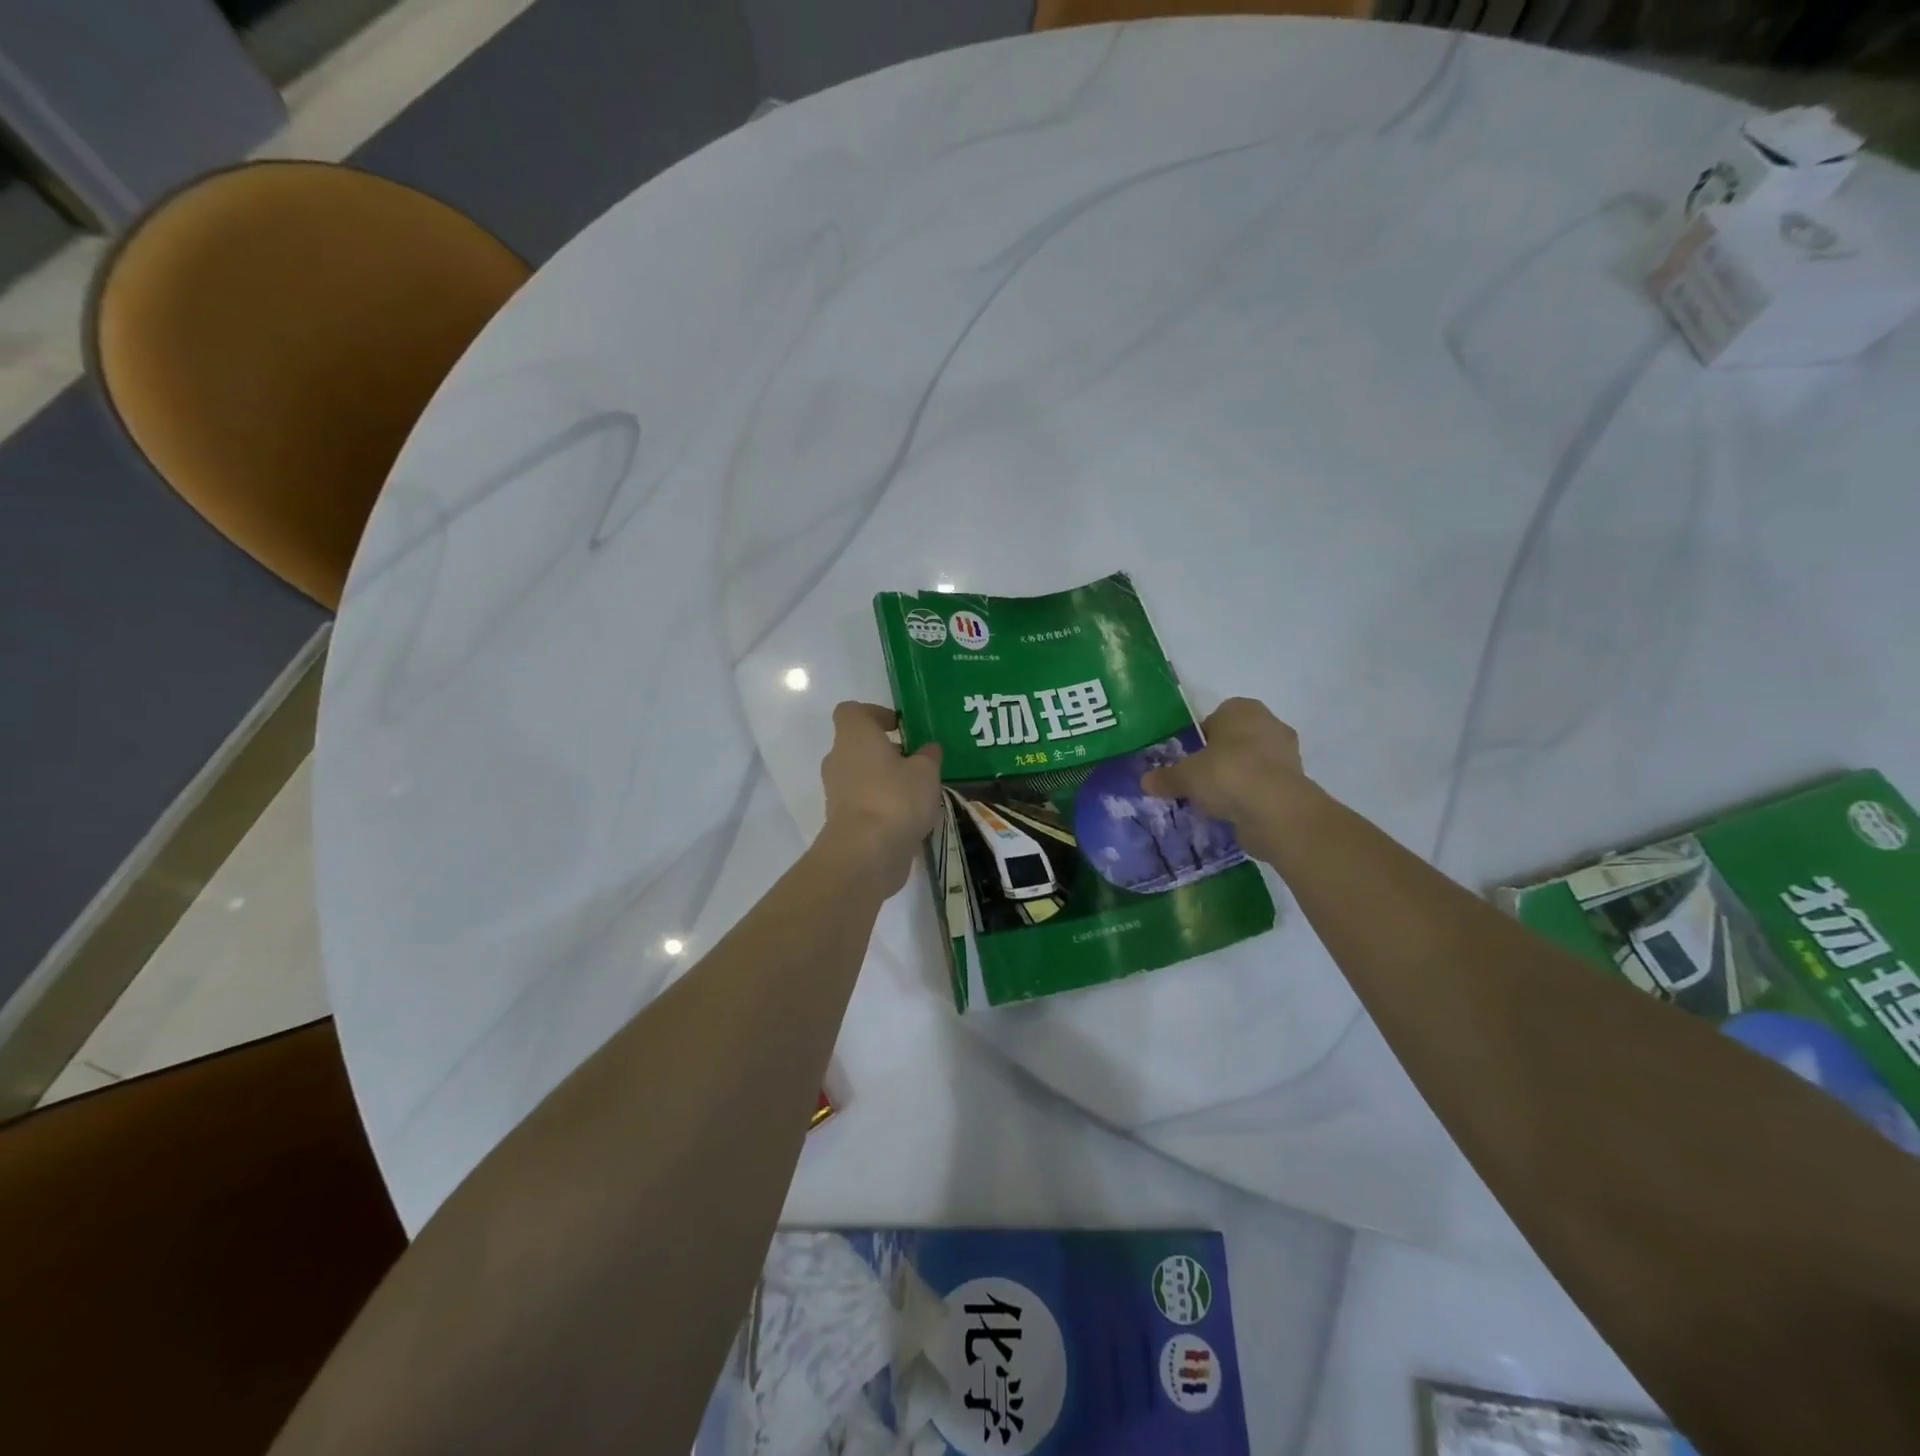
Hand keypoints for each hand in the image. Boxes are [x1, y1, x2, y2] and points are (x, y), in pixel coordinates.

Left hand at [819, 703, 942, 891]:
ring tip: (919, 794)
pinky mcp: (841, 822)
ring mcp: (836, 792)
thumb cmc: (896, 798)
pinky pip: (864, 803)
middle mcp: (838, 760)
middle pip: (858, 746)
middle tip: (916, 763)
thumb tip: (929, 749)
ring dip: (886, 781)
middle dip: (886, 752)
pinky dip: (883, 806)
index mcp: (854, 737)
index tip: (899, 727)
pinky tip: (910, 819)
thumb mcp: (926, 772)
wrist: (866, 853)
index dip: (875, 713)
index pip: (852, 711)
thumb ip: (928, 756)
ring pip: (861, 776)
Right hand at [1140, 698, 1307, 854]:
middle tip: (1199, 781)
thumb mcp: (1185, 776)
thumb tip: (1145, 781)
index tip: (1189, 762)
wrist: (1276, 809)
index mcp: (1241, 709)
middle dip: (1219, 758)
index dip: (1199, 740)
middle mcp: (1268, 723)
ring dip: (1236, 778)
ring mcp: (1287, 752)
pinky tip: (1234, 812)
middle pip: (1235, 740)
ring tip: (1215, 801)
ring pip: (1252, 762)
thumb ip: (1165, 777)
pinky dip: (1251, 796)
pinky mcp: (1297, 781)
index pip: (1215, 718)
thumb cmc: (1226, 774)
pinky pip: (1265, 785)